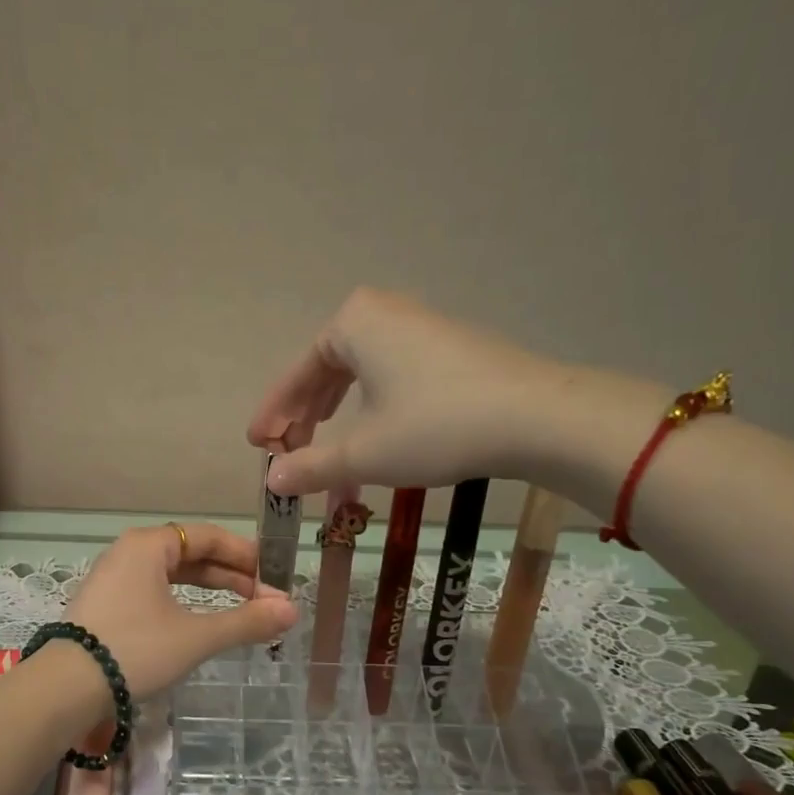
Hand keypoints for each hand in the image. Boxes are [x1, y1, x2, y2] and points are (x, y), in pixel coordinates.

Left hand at [63, 524, 296, 698]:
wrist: (65, 688)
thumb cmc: (135, 649)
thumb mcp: (196, 636)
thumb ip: (245, 621)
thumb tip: (292, 610)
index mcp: (148, 545)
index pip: (208, 537)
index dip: (246, 555)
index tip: (275, 577)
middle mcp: (129, 553)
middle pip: (191, 554)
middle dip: (231, 577)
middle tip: (265, 600)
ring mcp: (113, 579)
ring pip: (172, 576)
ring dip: (209, 592)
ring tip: (241, 611)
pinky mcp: (106, 606)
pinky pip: (154, 593)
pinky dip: (184, 604)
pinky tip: (200, 622)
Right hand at [246, 287, 568, 496]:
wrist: (536, 417)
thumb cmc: (435, 426)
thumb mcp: (364, 453)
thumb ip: (312, 466)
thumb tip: (273, 482)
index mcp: (353, 322)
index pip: (297, 374)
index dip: (274, 414)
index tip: (257, 444)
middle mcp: (384, 311)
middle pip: (326, 368)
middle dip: (303, 412)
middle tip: (287, 449)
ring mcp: (421, 325)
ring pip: (359, 369)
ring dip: (334, 407)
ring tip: (321, 439)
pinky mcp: (451, 346)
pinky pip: (390, 370)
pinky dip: (369, 400)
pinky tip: (372, 425)